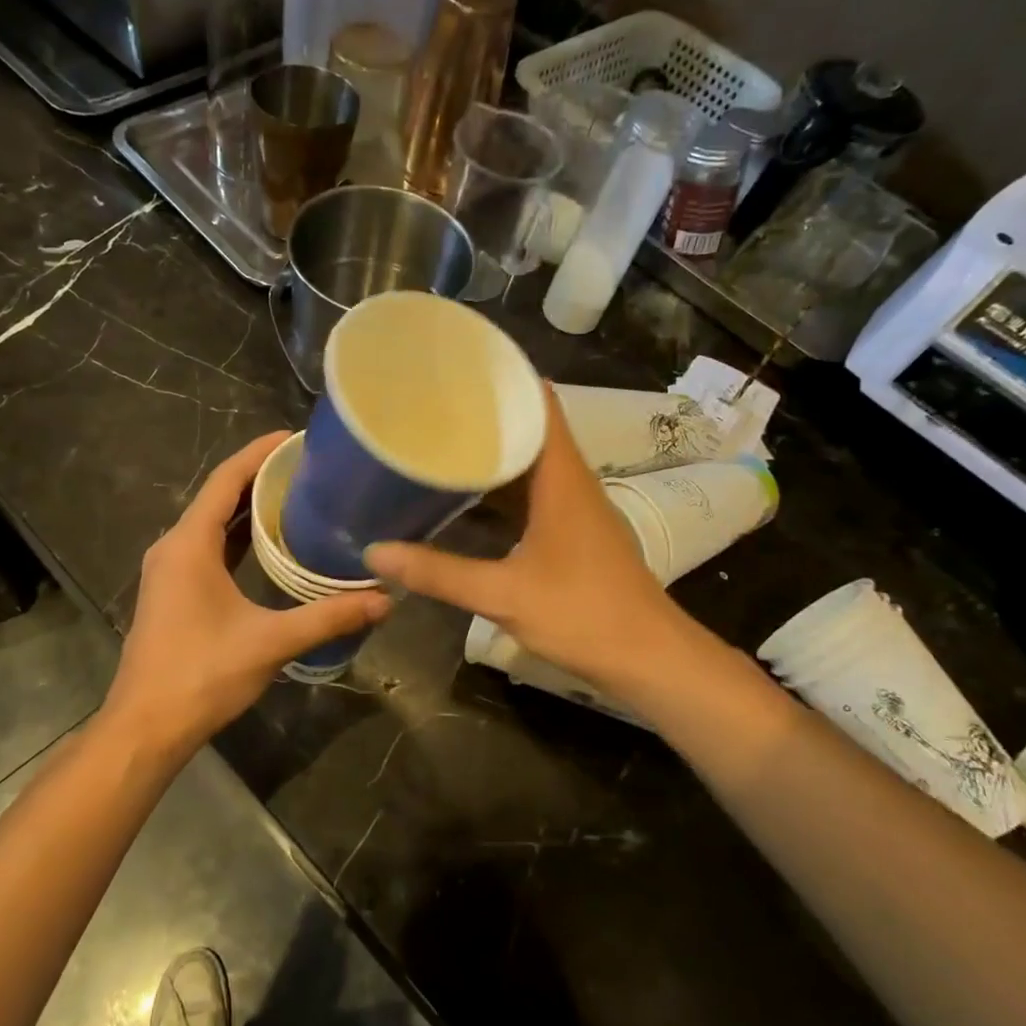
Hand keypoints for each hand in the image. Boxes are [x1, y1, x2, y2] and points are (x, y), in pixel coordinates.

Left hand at [102, 433, 390, 757]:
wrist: (146, 726)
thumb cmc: (202, 675)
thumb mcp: (271, 642)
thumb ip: (328, 617)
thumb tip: (385, 600)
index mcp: (189, 544)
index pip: (226, 480)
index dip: (260, 453)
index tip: (296, 437)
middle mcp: (174, 547)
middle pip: (219, 496)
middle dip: (261, 477)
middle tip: (310, 467)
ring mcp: (170, 570)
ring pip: (213, 523)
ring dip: (250, 507)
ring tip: (298, 494)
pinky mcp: (174, 591)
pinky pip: (209, 547)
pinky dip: (239, 536)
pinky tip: (272, 542)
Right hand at [366, 387, 682, 693]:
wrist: (649, 658)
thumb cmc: (583, 614)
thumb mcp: (503, 594)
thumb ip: (438, 573)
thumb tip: (376, 552)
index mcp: (561, 477)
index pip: (540, 402)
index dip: (505, 378)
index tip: (459, 366)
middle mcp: (571, 481)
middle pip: (531, 428)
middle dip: (485, 414)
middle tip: (432, 405)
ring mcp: (575, 506)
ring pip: (531, 463)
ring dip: (493, 452)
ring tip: (442, 441)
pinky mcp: (574, 531)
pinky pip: (534, 492)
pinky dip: (503, 487)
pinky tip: (468, 496)